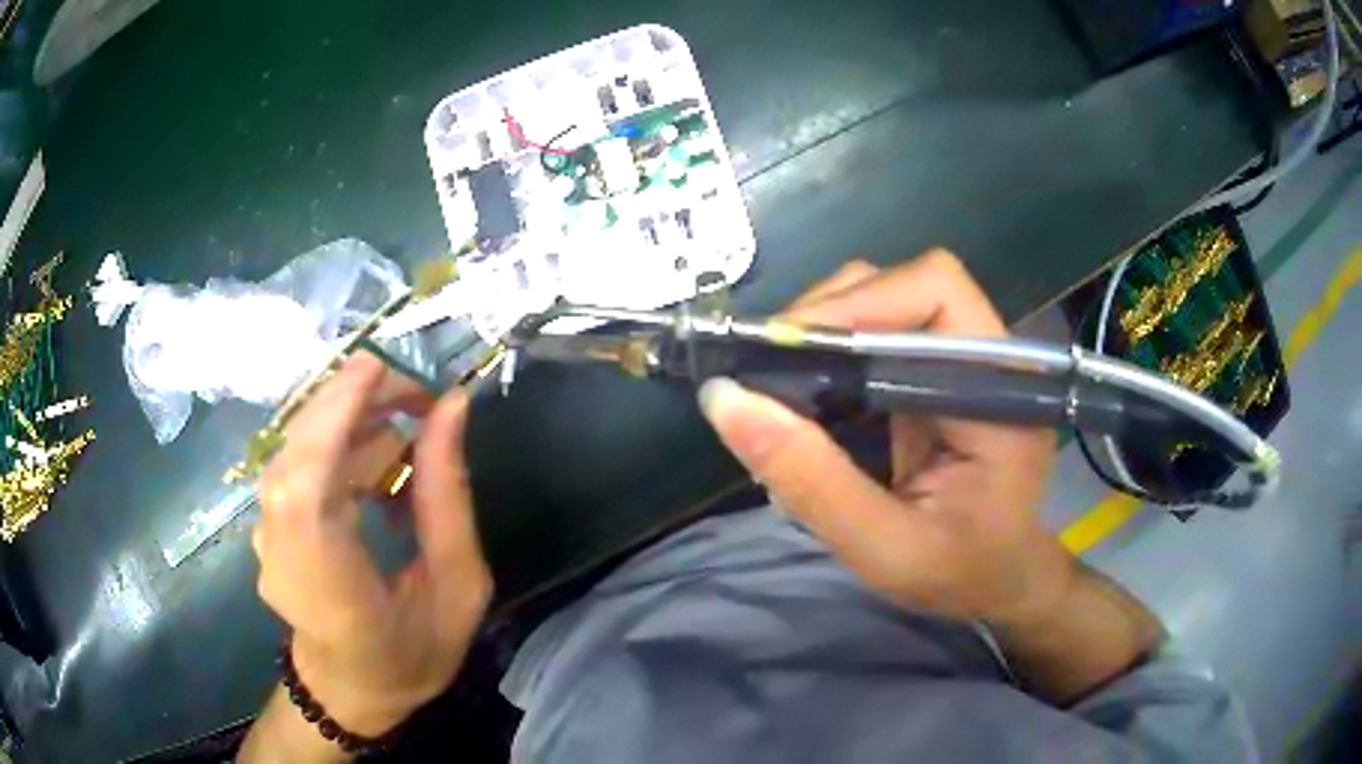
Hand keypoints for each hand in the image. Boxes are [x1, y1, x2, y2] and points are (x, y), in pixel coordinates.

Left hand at [251, 353, 490, 738]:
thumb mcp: (457, 588)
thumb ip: (448, 499)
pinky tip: (377, 462)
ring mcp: (265, 538)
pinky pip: (296, 465)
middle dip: (350, 403)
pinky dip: (336, 446)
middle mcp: (282, 556)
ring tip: (407, 428)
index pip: (305, 488)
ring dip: (347, 422)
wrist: (350, 689)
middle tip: (416, 395)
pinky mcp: (267, 524)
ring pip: (294, 451)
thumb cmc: (413, 654)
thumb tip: (451, 408)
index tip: (378, 370)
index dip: (332, 417)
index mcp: (329, 588)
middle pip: (295, 453)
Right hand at [698, 252, 1073, 627]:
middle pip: (900, 284)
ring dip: (822, 334)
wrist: (997, 579)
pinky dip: (828, 356)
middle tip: (766, 375)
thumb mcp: (885, 549)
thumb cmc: (960, 573)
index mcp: (1000, 389)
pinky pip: (873, 334)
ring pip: (880, 300)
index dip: (858, 304)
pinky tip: (804, 398)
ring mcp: (959, 359)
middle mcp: (985, 355)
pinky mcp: (932, 372)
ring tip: (779, 388)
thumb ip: (815, 483)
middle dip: (826, 317)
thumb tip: (726, 401)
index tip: (785, 352)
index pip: (935, 292)